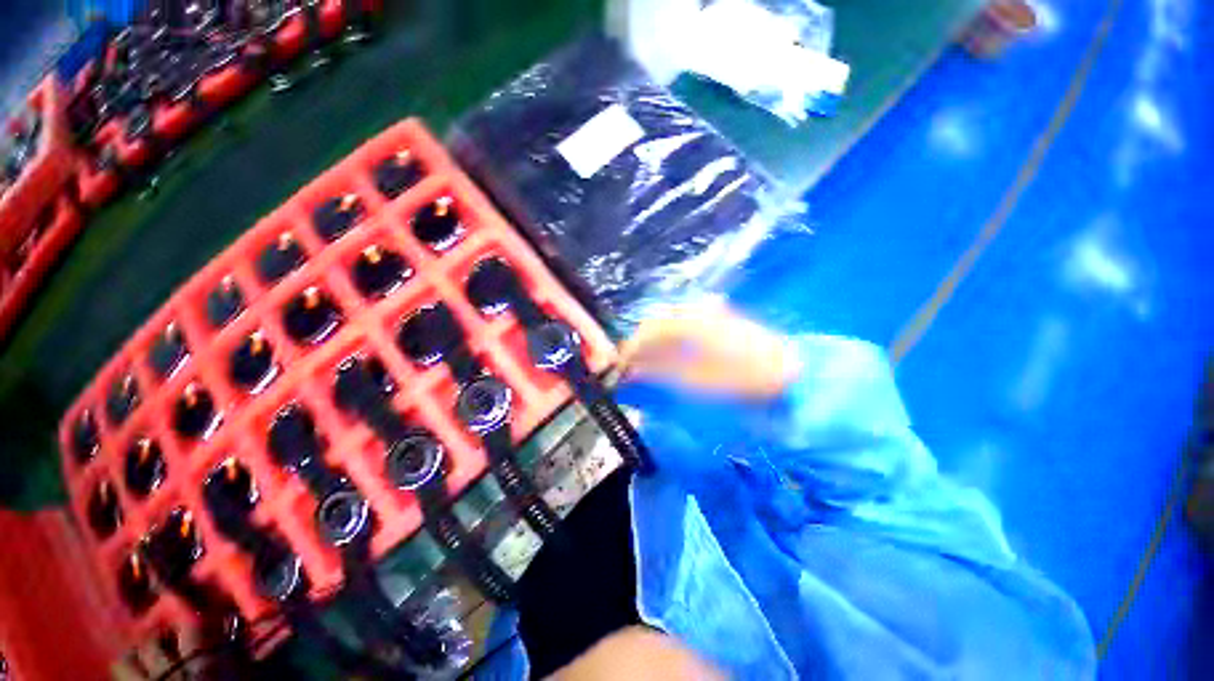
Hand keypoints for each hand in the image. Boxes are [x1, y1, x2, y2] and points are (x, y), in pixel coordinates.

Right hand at [620, 302, 798, 398]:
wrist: (790, 374)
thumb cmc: (744, 381)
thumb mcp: (697, 381)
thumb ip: (660, 372)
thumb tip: (631, 370)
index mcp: (692, 322)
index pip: (649, 330)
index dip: (630, 349)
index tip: (618, 368)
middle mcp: (697, 308)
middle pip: (656, 322)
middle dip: (640, 345)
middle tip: (630, 369)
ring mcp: (709, 310)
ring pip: (668, 322)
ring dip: (654, 343)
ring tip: (646, 365)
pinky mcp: (717, 316)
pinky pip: (682, 324)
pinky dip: (670, 340)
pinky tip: (668, 356)